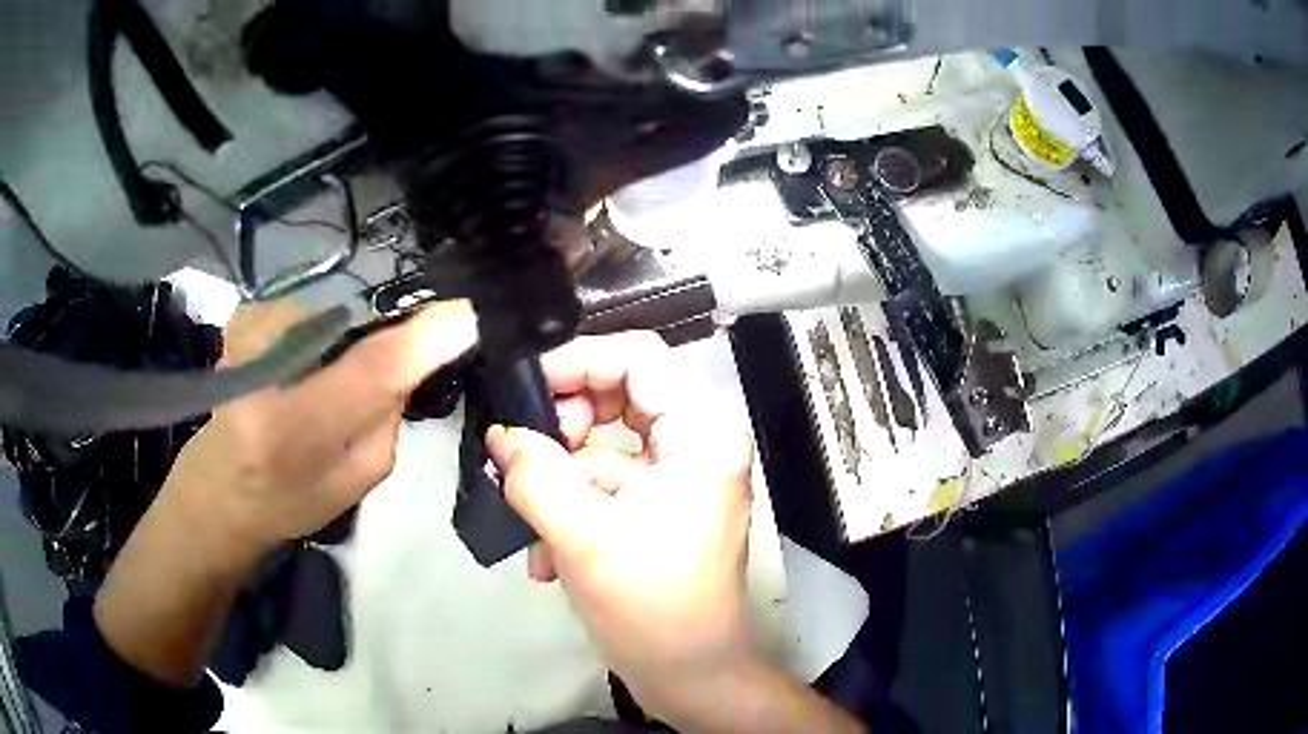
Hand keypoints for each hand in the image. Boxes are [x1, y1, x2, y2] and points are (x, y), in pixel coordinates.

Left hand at [96, 299, 476, 686]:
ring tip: (319, 384)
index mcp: (295, 429)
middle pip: (357, 332)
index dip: (426, 337)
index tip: (469, 316)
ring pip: (333, 319)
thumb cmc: (287, 503)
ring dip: (343, 346)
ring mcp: (248, 329)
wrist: (216, 491)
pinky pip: (309, 314)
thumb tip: (417, 356)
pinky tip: (294, 370)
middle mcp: (264, 367)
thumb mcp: (353, 481)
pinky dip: (316, 338)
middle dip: (382, 346)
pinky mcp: (244, 314)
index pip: (374, 368)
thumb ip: (387, 419)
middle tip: (369, 386)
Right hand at [485, 332, 757, 722]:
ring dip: (558, 482)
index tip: (524, 387)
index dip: (578, 360)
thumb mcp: (583, 537)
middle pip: (618, 396)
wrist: (689, 675)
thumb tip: (501, 434)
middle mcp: (696, 445)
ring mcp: (677, 479)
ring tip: (531, 524)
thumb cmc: (652, 607)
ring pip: (602, 447)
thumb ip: (534, 475)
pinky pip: (605, 487)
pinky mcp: (657, 509)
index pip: (639, 357)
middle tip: (527, 453)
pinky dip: (571, 511)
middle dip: (563, 426)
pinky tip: (547, 557)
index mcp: (700, 435)